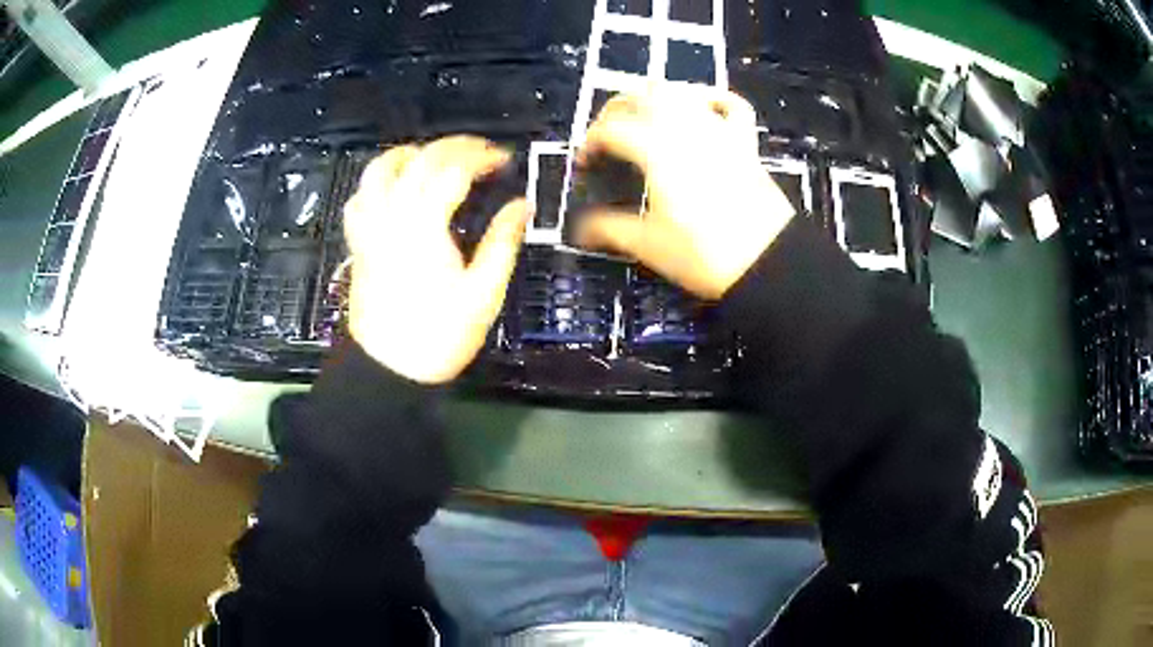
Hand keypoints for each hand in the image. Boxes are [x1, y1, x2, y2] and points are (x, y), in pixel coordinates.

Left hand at [343, 136, 528, 383]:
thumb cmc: (440, 335)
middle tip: (481, 151)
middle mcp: (392, 217)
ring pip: (378, 171)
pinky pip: (358, 199)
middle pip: (418, 161)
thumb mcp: (483, 293)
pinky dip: (375, 183)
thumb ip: (502, 242)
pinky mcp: (358, 244)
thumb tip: (520, 206)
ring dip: (407, 155)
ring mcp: (370, 229)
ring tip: (432, 157)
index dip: (482, 158)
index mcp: (425, 226)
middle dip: (453, 146)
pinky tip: (392, 189)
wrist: (390, 370)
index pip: (453, 171)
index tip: (505, 161)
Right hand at [575, 87, 794, 299]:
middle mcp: (685, 128)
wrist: (766, 262)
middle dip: (616, 109)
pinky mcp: (744, 142)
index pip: (611, 129)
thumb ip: (608, 229)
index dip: (590, 143)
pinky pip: (731, 104)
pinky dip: (712, 98)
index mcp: (656, 149)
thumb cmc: (703, 254)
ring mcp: (719, 130)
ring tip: (643, 118)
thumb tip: (578, 229)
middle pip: (641, 96)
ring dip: (655, 97)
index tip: (585, 164)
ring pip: (681, 91)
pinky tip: (701, 107)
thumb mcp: (648, 244)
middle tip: (606, 135)